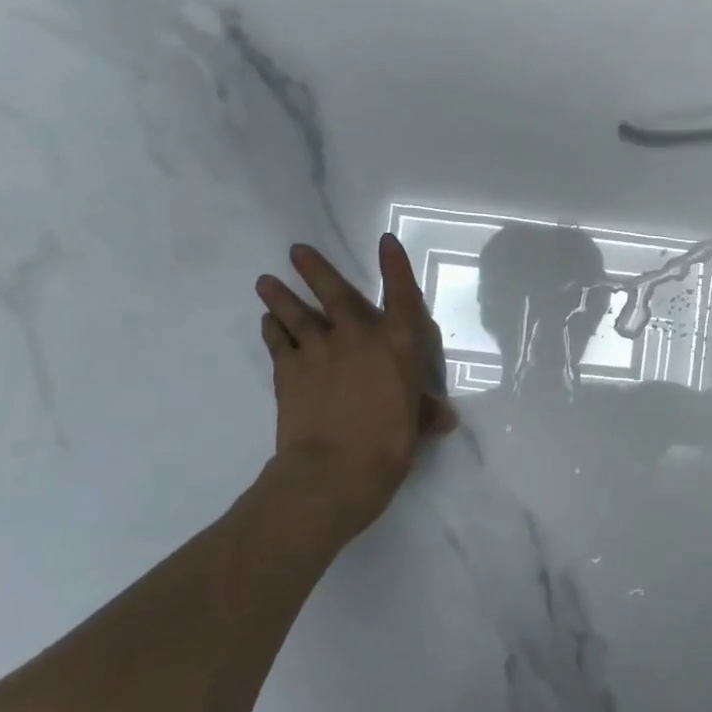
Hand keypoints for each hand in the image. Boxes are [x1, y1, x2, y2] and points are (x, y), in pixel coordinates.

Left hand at [255, 236, 457, 539]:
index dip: (395, 266)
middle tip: (296, 249)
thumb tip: (445, 418)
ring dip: (281, 296)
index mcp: (398, 344)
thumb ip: (426, 413)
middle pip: (336, 294)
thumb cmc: (389, 444)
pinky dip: (272, 330)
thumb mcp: (416, 426)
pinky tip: (267, 322)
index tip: (386, 242)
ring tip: (266, 280)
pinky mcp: (288, 371)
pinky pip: (278, 343)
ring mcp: (319, 350)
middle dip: (316, 270)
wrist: (334, 469)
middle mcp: (358, 337)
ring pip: (297, 314)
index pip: (401, 294)